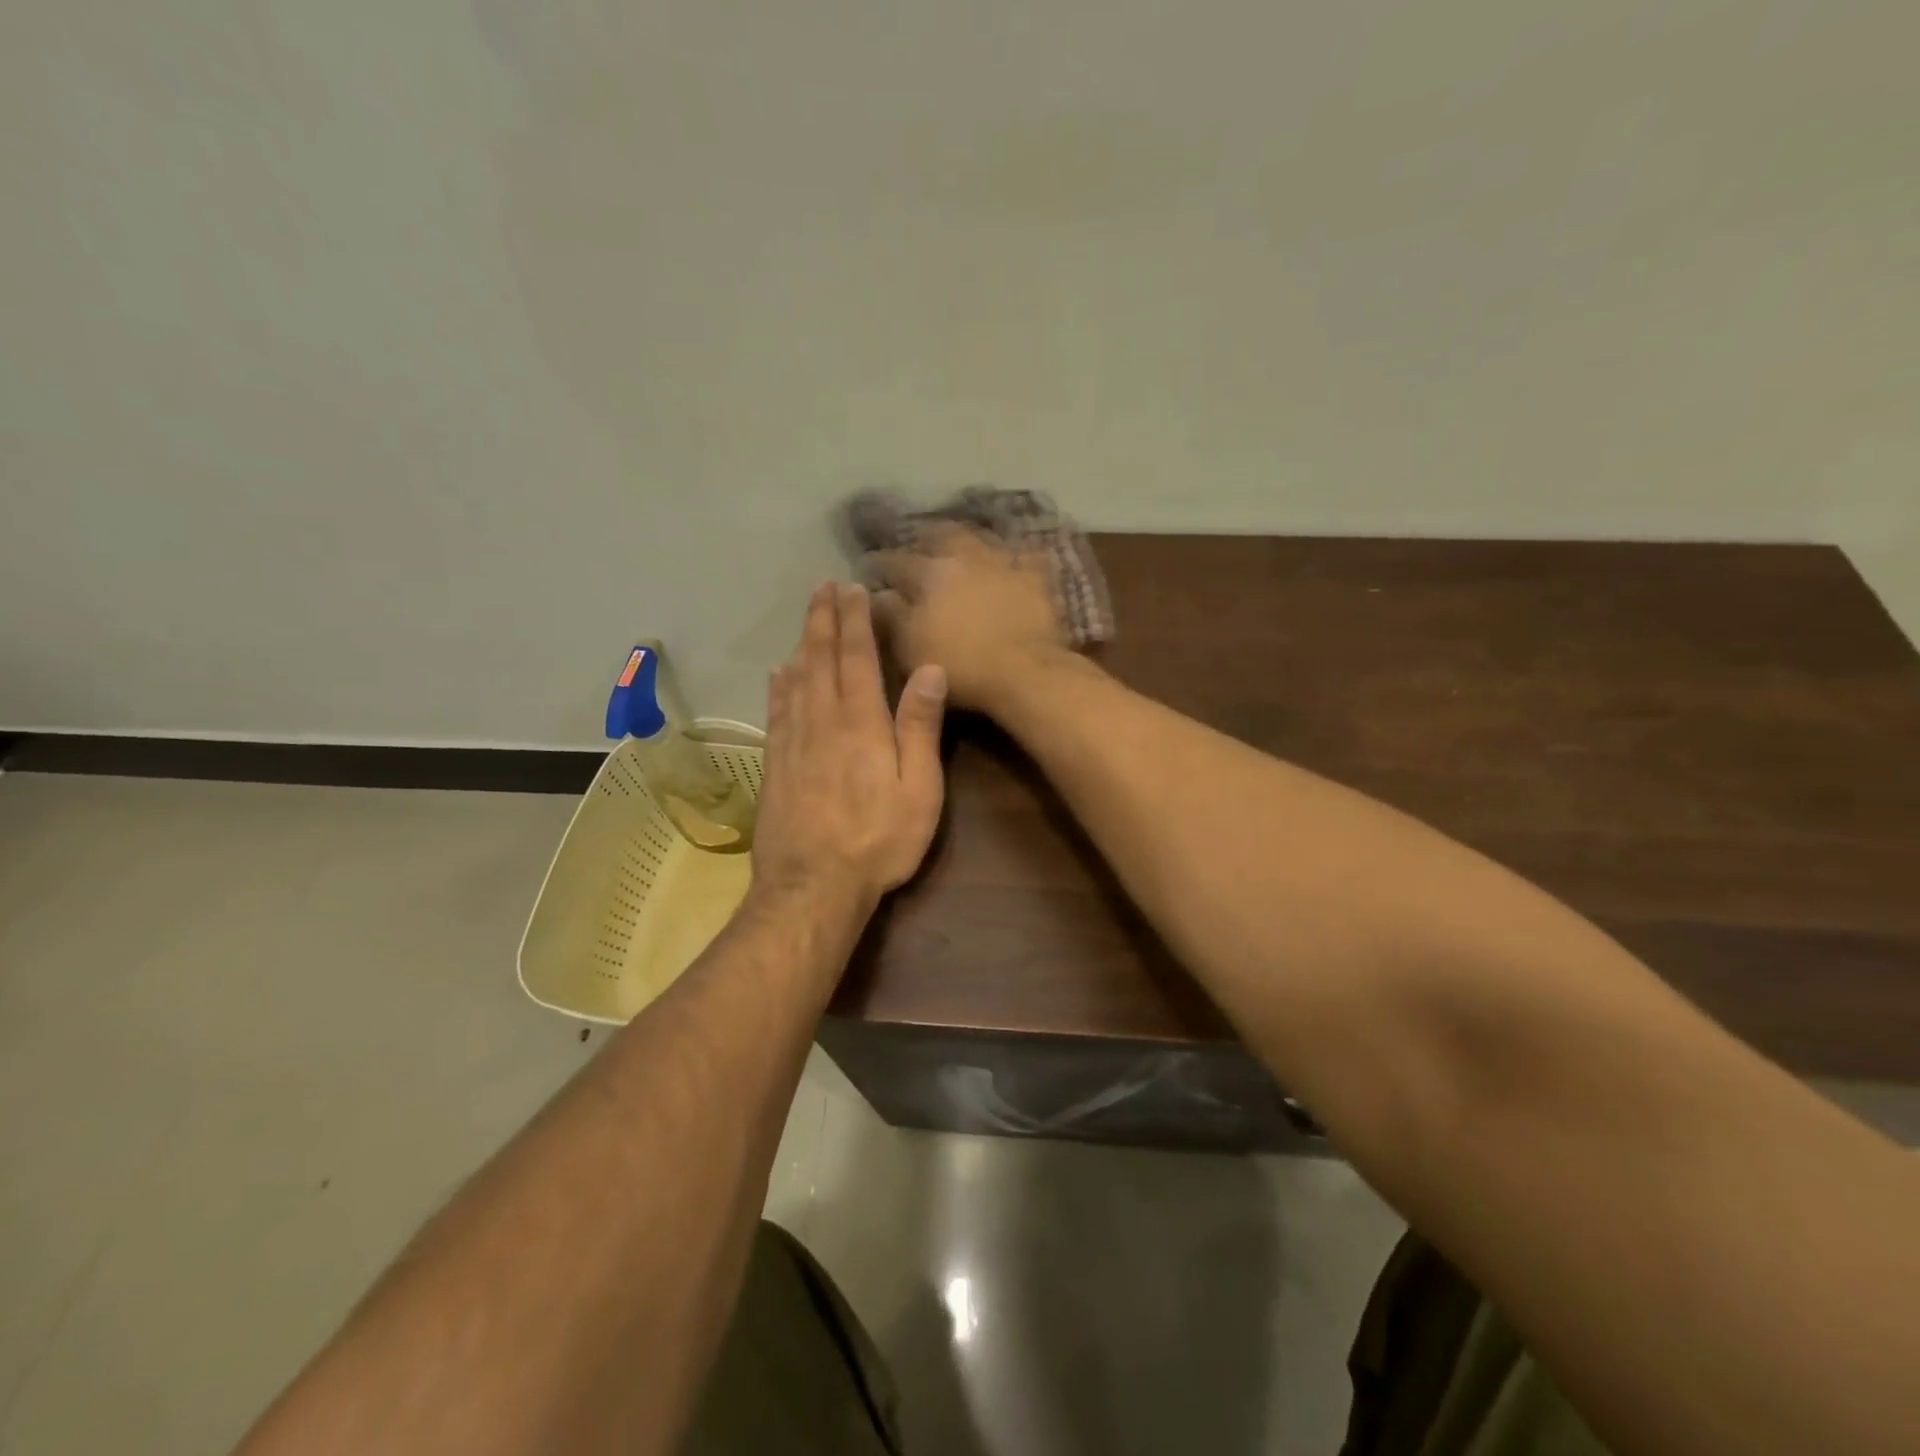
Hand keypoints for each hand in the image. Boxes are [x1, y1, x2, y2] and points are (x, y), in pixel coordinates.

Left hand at [750, 582, 948, 907]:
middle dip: (824, 619)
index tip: (853, 588)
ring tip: (807, 617)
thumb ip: (921, 727)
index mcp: (861, 722)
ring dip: (802, 642)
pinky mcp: (774, 764)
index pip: (858, 657)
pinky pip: (776, 711)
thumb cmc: (878, 840)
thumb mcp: (918, 789)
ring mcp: (793, 741)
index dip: (855, 620)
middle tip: (824, 587)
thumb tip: (930, 668)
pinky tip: (778, 673)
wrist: (811, 886)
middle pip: (821, 658)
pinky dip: (779, 685)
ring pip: (796, 678)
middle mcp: (822, 720)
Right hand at [869, 527, 1070, 710]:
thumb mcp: (910, 647)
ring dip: (969, 541)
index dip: (880, 564)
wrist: (1025, 672)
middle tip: (918, 542)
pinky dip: (1015, 557)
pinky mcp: (1036, 578)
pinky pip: (1025, 557)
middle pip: (942, 535)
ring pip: (982, 539)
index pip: (896, 562)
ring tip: (962, 547)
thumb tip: (877, 594)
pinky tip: (1012, 561)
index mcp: (930, 573)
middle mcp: (966, 557)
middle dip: (926, 537)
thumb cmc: (960, 665)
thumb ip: (891, 616)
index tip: (869, 565)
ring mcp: (1004, 563)